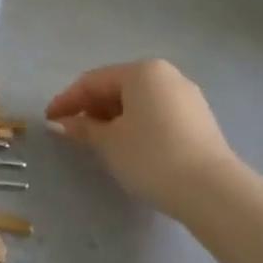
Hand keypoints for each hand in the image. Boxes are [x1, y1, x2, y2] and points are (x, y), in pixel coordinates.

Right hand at [45, 59, 237, 210]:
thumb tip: (62, 123)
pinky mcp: (200, 121)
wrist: (213, 192)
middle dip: (91, 108)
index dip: (67, 101)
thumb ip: (83, 128)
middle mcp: (166, 75)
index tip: (49, 120)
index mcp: (142, 71)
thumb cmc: (151, 157)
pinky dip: (137, 125)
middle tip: (72, 131)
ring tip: (98, 141)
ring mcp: (187, 97)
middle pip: (117, 87)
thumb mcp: (108, 143)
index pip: (93, 81)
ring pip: (139, 102)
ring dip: (113, 118)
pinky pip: (157, 114)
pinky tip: (128, 146)